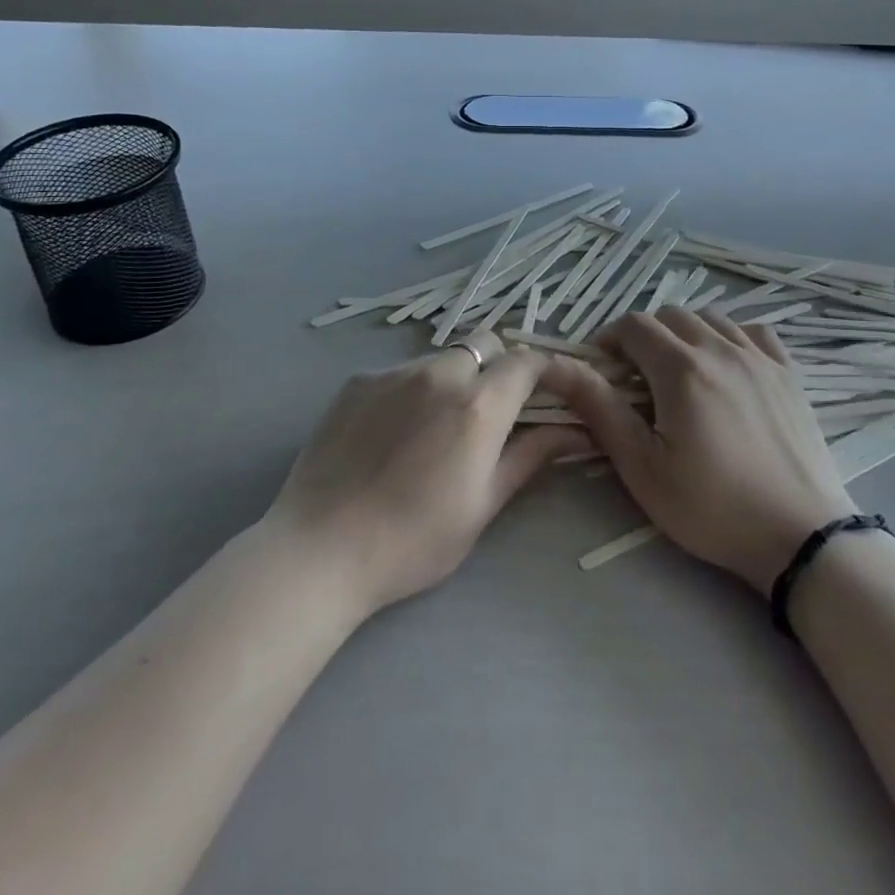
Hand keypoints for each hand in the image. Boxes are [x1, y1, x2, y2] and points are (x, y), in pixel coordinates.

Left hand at [266, 341, 590, 614]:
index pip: (527, 360)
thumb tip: (575, 431)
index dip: (546, 369)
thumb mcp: (484, 504)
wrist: (319, 550)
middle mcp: (440, 373)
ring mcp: (393, 373)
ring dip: (455, 379)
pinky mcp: (357, 381)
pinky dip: (413, 390)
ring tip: (436, 428)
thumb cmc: (414, 540)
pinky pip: (401, 372)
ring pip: (442, 358)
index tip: (551, 391)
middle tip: (492, 411)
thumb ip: (530, 455)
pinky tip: (394, 434)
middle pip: (485, 344)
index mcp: (479, 404)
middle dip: (499, 366)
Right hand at [542, 309, 854, 594]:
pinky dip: (731, 337)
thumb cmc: (712, 507)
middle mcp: (721, 348)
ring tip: (681, 372)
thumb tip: (559, 367)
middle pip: (671, 315)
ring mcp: (760, 357)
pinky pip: (753, 332)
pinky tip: (727, 366)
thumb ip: (600, 409)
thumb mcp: (643, 467)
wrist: (799, 535)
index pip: (633, 326)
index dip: (610, 340)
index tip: (603, 370)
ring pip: (711, 318)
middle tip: (638, 377)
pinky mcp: (789, 373)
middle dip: (645, 336)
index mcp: (681, 369)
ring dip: (685, 333)